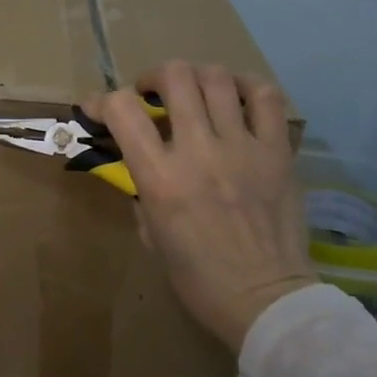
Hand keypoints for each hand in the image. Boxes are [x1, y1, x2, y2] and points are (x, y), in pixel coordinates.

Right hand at [95, 61, 316, 351]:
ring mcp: (243, 148)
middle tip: (153, 94)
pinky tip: (235, 97)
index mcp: (161, 178)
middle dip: (154, 77)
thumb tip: (140, 159)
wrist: (265, 299)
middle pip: (175, 77)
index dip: (102, 100)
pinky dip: (246, 86)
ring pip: (216, 78)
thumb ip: (142, 187)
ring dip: (196, 78)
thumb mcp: (149, 232)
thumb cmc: (197, 276)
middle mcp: (200, 152)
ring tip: (194, 93)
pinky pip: (266, 97)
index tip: (98, 108)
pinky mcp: (278, 152)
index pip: (123, 110)